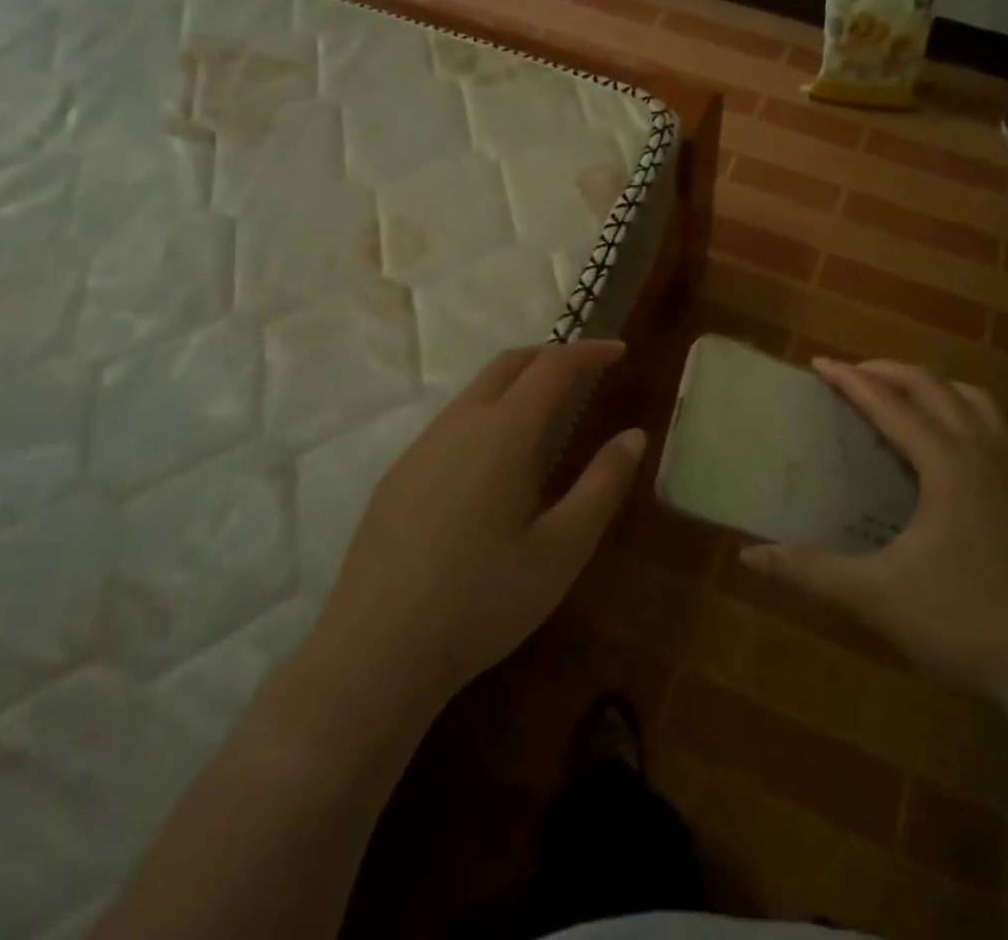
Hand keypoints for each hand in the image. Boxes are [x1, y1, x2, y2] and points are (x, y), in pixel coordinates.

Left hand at [306, 340, 644, 710]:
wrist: (373, 655)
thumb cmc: (482, 602)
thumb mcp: (562, 550)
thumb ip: (602, 485)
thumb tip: (634, 435)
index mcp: (502, 434)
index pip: (552, 367)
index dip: (589, 352)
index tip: (620, 351)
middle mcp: (458, 425)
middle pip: (509, 364)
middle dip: (552, 355)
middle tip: (587, 369)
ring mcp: (421, 449)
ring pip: (476, 390)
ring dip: (518, 382)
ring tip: (549, 409)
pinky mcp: (398, 476)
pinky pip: (452, 421)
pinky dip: (489, 411)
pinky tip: (496, 460)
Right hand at [742, 358, 1007, 704]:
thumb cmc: (960, 623)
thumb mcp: (875, 596)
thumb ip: (810, 572)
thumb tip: (750, 555)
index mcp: (946, 463)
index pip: (889, 404)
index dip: (850, 380)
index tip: (819, 364)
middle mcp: (982, 451)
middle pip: (932, 385)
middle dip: (887, 371)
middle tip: (851, 374)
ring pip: (974, 399)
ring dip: (933, 386)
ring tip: (902, 395)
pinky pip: (1000, 429)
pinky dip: (971, 414)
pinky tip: (959, 439)